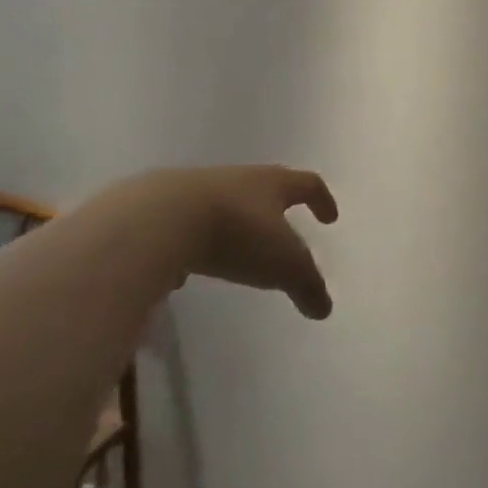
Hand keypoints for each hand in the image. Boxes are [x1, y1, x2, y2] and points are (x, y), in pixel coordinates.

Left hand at [160, 165, 338, 318]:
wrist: (158, 220)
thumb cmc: (236, 233)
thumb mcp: (283, 265)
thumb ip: (307, 285)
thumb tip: (324, 308)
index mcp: (272, 184)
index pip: (306, 184)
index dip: (321, 200)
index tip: (329, 218)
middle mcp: (237, 179)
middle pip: (264, 188)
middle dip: (277, 209)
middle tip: (284, 231)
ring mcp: (195, 190)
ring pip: (224, 204)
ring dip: (235, 225)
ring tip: (236, 255)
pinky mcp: (161, 209)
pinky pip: (186, 225)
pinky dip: (195, 243)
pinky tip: (188, 267)